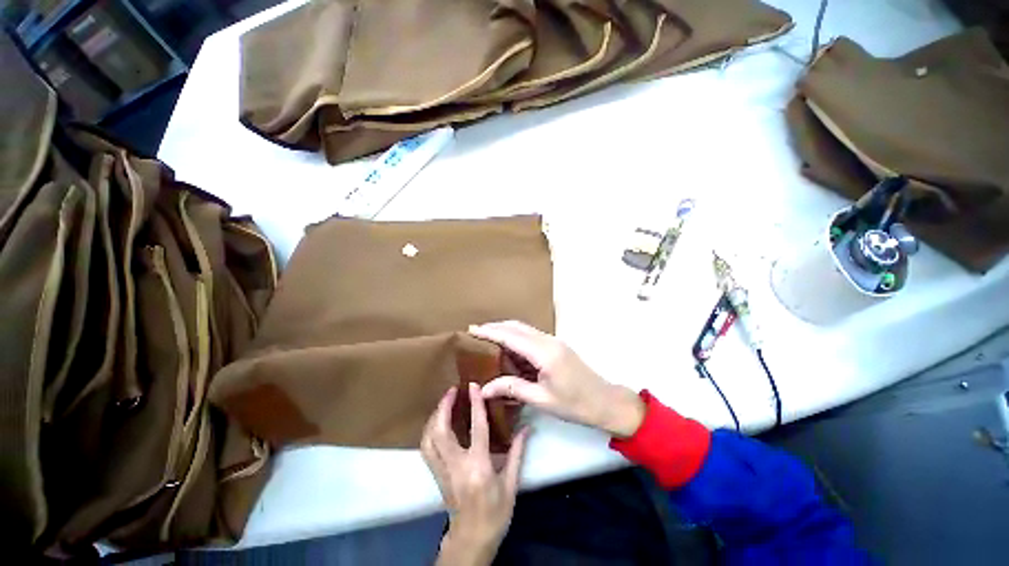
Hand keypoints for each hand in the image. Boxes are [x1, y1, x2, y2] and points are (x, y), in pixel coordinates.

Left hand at [422, 384, 529, 565]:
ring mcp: (442, 472)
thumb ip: (517, 453)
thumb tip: (526, 428)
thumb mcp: (510, 485)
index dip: (475, 404)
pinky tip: (437, 423)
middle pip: (441, 432)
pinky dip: (429, 431)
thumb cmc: (495, 514)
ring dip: (434, 417)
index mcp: (478, 467)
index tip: (473, 386)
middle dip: (444, 407)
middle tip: (452, 390)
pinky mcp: (436, 475)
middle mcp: (456, 467)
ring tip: (444, 403)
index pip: (477, 429)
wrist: (471, 540)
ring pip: (429, 439)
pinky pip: (426, 448)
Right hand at [470, 321, 644, 438]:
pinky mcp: (557, 346)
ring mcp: (554, 342)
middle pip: (517, 327)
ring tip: (488, 339)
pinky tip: (509, 349)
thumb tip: (484, 389)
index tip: (472, 329)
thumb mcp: (541, 400)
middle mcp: (548, 341)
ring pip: (525, 330)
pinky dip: (517, 339)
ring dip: (507, 332)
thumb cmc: (575, 404)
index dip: (490, 332)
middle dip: (496, 327)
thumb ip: (512, 389)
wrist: (606, 402)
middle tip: (477, 331)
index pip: (511, 337)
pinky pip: (532, 337)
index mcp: (544, 353)